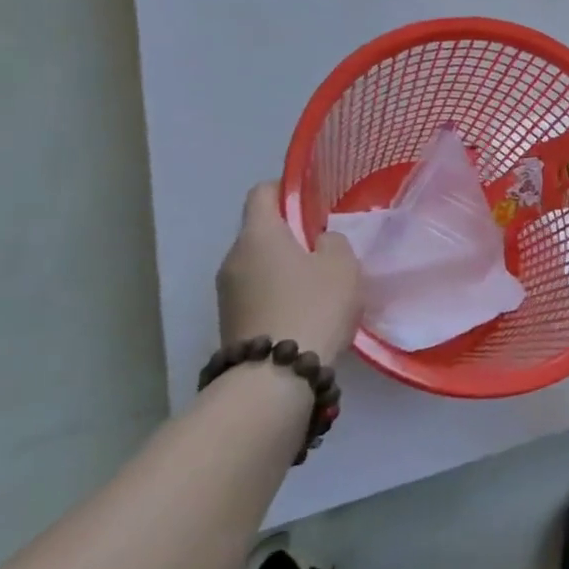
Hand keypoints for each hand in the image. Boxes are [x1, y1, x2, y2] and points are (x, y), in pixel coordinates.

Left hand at [216, 183, 360, 363]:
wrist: (274, 379)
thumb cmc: (313, 306)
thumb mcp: (342, 265)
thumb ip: (333, 242)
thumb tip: (319, 243)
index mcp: (258, 234)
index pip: (262, 192)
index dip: (286, 189)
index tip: (311, 199)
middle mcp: (233, 258)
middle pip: (260, 232)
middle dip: (289, 235)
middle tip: (324, 247)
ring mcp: (226, 294)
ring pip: (258, 266)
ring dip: (283, 269)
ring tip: (318, 285)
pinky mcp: (229, 324)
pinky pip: (256, 294)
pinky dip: (277, 295)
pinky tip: (304, 312)